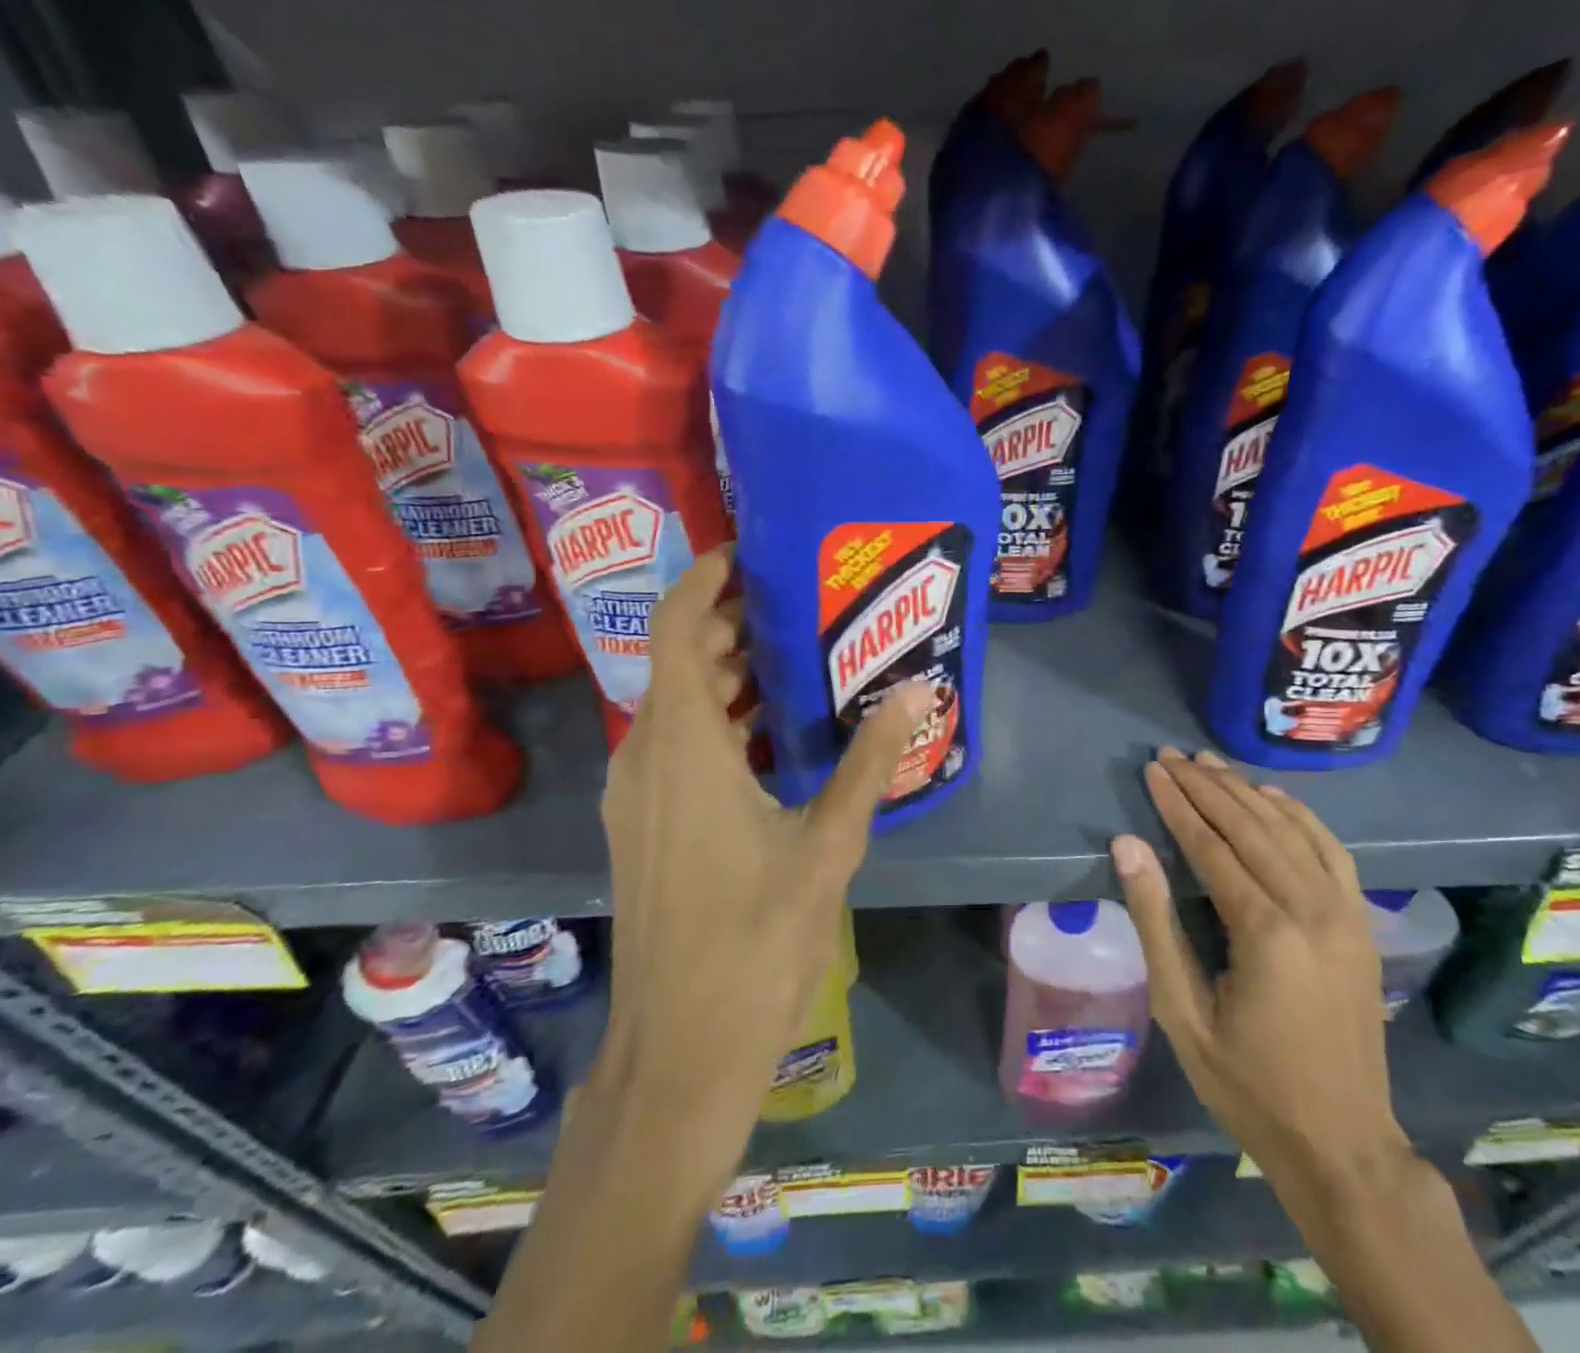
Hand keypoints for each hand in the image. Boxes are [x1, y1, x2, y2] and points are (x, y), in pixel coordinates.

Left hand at [592, 545, 935, 1188]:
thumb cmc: (755, 943)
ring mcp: (639, 796)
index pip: (676, 628)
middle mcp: (647, 758)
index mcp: (683, 748)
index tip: (750, 554)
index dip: (705, 580)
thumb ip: (867, 764)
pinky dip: (718, 723)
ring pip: (676, 707)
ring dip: (727, 678)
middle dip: (731, 627)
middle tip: (801, 608)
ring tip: (798, 662)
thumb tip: (914, 693)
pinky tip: (774, 738)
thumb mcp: (828, 846)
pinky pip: (677, 747)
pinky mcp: (644, 827)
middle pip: (679, 662)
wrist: (680, 1051)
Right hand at [1111, 748, 1409, 1194]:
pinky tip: (1271, 797)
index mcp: (1265, 932)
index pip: (1211, 846)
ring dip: (1246, 790)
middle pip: (1251, 826)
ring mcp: (1345, 913)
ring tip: (1210, 762)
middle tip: (1172, 755)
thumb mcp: (1182, 1011)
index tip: (1153, 770)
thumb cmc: (1247, 1083)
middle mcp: (1311, 909)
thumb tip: (1128, 846)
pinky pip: (1330, 850)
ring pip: (1290, 829)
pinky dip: (1298, 815)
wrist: (1343, 1143)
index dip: (1178, 804)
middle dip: (1207, 786)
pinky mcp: (1361, 922)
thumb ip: (1156, 921)